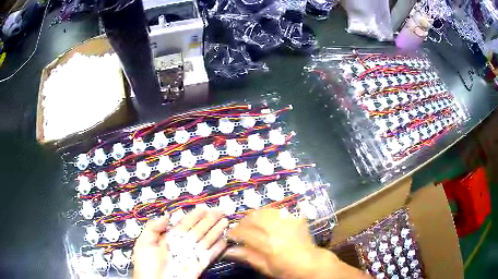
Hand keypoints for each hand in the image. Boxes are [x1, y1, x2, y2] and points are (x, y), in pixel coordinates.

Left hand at [133, 208, 228, 278]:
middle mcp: (182, 245)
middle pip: (198, 230)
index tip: (203, 208)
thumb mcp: (144, 243)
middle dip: (208, 221)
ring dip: (216, 231)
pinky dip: (218, 248)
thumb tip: (166, 215)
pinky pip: (210, 255)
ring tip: (225, 221)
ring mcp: (192, 255)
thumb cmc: (147, 264)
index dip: (194, 216)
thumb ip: (153, 228)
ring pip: (206, 240)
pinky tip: (224, 240)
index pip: (184, 224)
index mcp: (169, 238)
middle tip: (219, 211)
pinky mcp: (199, 265)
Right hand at [225, 209, 369, 278]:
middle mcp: (278, 229)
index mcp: (270, 245)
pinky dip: (267, 214)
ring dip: (254, 216)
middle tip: (240, 229)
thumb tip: (228, 249)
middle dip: (242, 222)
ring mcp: (288, 221)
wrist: (311, 263)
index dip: (234, 233)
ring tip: (251, 225)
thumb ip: (247, 256)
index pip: (245, 233)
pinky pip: (277, 210)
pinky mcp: (295, 217)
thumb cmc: (287, 269)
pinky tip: (266, 222)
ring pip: (264, 211)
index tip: (229, 235)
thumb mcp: (266, 267)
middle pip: (253, 217)